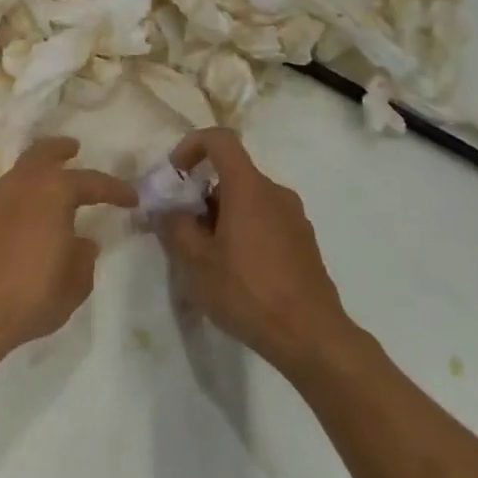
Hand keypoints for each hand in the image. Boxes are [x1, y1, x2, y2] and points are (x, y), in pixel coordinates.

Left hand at [0, 137, 136, 368]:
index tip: (131, 198)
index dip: (114, 189)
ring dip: (34, 178)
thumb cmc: (29, 297)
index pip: (91, 181)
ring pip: (16, 175)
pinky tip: (16, 224)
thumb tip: (83, 241)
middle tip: (74, 148)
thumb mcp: (73, 286)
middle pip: (42, 154)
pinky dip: (13, 203)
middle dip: (60, 149)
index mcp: (52, 193)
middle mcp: (18, 186)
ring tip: (47, 194)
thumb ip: (83, 258)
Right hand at [155, 128, 352, 373]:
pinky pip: (266, 221)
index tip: (175, 175)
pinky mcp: (304, 242)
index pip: (220, 140)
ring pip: (248, 200)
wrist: (311, 336)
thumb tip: (166, 208)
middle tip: (183, 231)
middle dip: (201, 195)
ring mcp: (295, 218)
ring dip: (222, 216)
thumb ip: (174, 227)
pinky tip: (236, 272)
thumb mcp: (195, 262)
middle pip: (232, 175)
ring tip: (207, 258)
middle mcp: (275, 193)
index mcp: (249, 188)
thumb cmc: (247, 292)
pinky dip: (244, 231)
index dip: (191, 146)